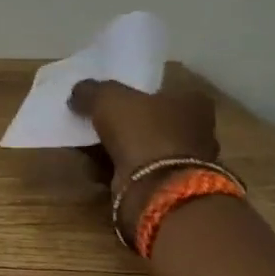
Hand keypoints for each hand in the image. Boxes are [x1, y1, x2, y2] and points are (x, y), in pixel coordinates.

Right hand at [70, 62, 219, 226]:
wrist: (157, 189)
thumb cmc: (142, 132)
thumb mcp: (108, 98)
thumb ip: (91, 90)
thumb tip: (79, 92)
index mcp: (192, 100)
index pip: (162, 87)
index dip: (134, 88)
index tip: (109, 94)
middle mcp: (195, 128)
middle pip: (151, 117)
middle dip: (124, 120)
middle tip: (93, 118)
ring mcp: (184, 160)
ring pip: (141, 145)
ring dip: (116, 146)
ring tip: (86, 144)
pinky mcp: (167, 185)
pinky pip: (135, 169)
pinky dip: (115, 168)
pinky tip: (92, 166)